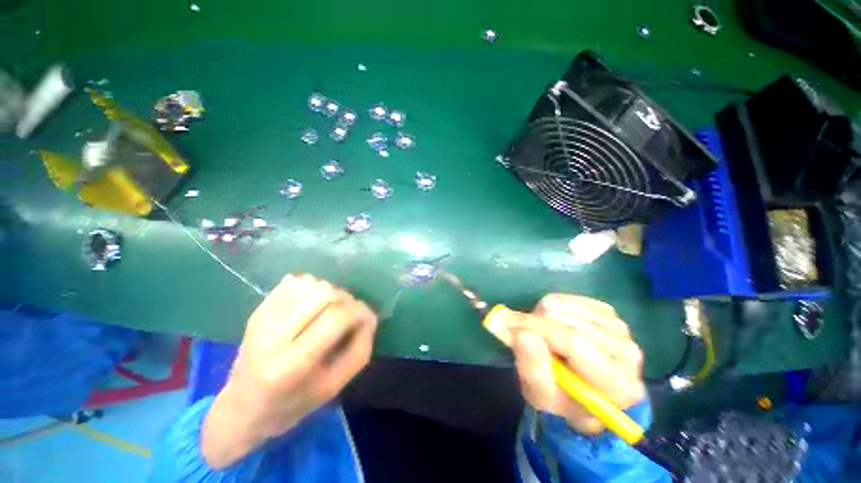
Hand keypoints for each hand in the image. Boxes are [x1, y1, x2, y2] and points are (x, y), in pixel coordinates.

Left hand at [202, 274, 376, 468]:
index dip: (360, 311)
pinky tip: (311, 306)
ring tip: (329, 311)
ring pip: (311, 283)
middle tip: (348, 314)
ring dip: (330, 292)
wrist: (241, 408)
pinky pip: (296, 281)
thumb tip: (369, 316)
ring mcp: (262, 318)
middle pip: (324, 293)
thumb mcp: (334, 387)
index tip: (367, 318)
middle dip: (346, 299)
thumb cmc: (292, 403)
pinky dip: (312, 288)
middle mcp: (273, 336)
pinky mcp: (258, 309)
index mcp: (292, 365)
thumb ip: (359, 349)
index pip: (336, 318)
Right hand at [509, 294, 644, 434]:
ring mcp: (620, 328)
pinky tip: (552, 324)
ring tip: (541, 335)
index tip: (506, 321)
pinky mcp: (609, 313)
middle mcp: (627, 352)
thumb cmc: (564, 401)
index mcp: (618, 385)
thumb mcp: (541, 396)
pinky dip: (551, 308)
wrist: (588, 394)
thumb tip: (521, 333)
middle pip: (568, 320)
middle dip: (536, 323)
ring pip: (565, 306)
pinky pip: (568, 298)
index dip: (537, 327)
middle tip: (522, 336)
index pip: (574, 342)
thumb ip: (532, 368)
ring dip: (542, 317)